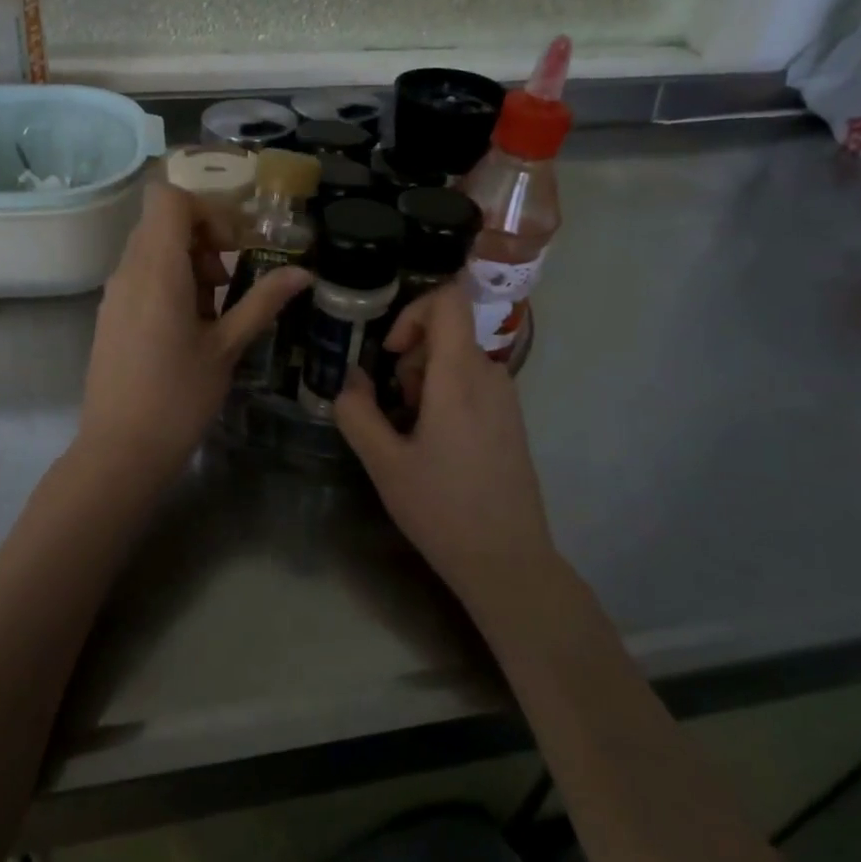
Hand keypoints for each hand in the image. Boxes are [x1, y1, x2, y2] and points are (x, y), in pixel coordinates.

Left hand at [78, 182, 308, 480]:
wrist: (120, 450)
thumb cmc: (178, 398)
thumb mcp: (226, 348)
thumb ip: (262, 302)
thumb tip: (303, 273)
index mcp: (156, 269)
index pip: (169, 198)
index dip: (207, 210)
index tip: (233, 247)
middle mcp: (128, 271)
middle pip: (162, 221)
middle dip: (203, 239)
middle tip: (227, 282)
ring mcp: (114, 294)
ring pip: (151, 249)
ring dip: (188, 264)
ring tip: (212, 312)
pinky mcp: (110, 316)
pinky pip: (140, 277)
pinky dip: (169, 284)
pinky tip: (188, 330)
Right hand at [333, 282, 554, 593]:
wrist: (507, 560)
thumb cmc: (442, 509)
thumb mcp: (385, 464)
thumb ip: (358, 413)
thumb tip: (349, 378)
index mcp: (459, 378)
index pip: (448, 301)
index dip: (412, 312)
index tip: (390, 354)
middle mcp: (490, 375)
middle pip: (448, 331)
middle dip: (411, 357)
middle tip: (396, 407)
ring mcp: (506, 398)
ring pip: (458, 358)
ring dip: (426, 380)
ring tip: (412, 431)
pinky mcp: (511, 419)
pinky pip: (473, 382)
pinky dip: (446, 394)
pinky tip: (436, 444)